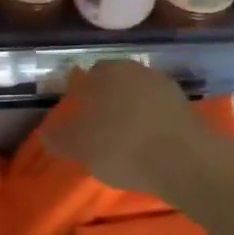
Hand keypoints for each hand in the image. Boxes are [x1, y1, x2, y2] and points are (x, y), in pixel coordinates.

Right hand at [46, 61, 200, 196]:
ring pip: (138, 97)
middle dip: (104, 101)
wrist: (186, 162)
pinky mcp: (187, 109)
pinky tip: (144, 145)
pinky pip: (158, 113)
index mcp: (108, 73)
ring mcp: (166, 88)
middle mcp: (138, 71)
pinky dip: (149, 124)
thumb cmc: (122, 147)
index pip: (87, 76)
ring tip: (120, 139)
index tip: (75, 116)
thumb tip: (46, 134)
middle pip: (115, 84)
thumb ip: (59, 139)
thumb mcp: (80, 148)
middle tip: (95, 127)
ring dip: (128, 112)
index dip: (78, 95)